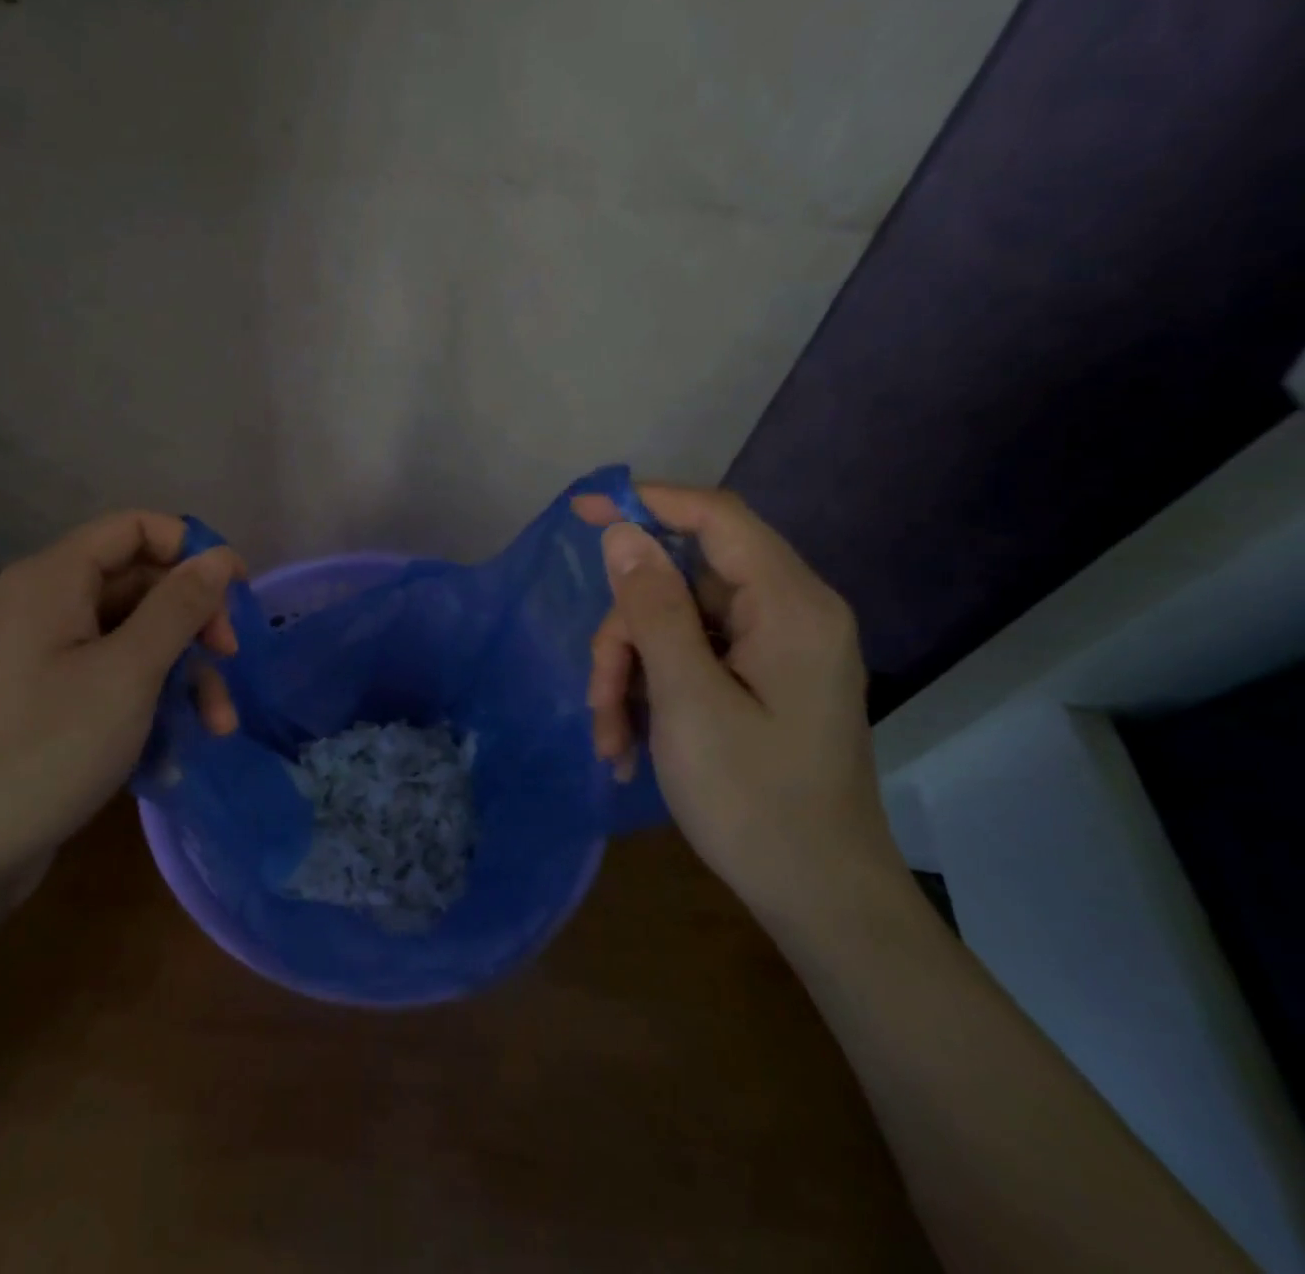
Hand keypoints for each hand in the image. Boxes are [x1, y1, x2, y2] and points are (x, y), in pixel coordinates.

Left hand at [0, 511, 242, 893]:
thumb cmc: (48, 746)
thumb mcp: (129, 671)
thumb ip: (180, 606)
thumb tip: (222, 555)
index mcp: (54, 578)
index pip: (136, 528)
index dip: (192, 550)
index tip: (236, 593)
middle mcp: (46, 604)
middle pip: (140, 585)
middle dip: (194, 622)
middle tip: (229, 660)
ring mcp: (44, 655)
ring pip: (133, 637)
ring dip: (182, 671)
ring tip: (219, 724)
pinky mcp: (48, 699)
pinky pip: (113, 676)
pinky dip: (151, 699)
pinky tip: (178, 745)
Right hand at [572, 486, 903, 917]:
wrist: (820, 899)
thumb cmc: (755, 801)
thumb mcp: (688, 701)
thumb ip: (654, 609)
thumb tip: (622, 532)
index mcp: (791, 606)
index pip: (715, 518)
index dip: (646, 503)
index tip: (580, 510)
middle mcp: (789, 614)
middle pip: (681, 582)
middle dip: (627, 634)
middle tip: (600, 697)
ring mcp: (775, 650)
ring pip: (675, 624)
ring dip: (631, 674)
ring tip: (613, 739)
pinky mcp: (761, 680)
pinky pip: (690, 658)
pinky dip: (652, 692)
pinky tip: (631, 745)